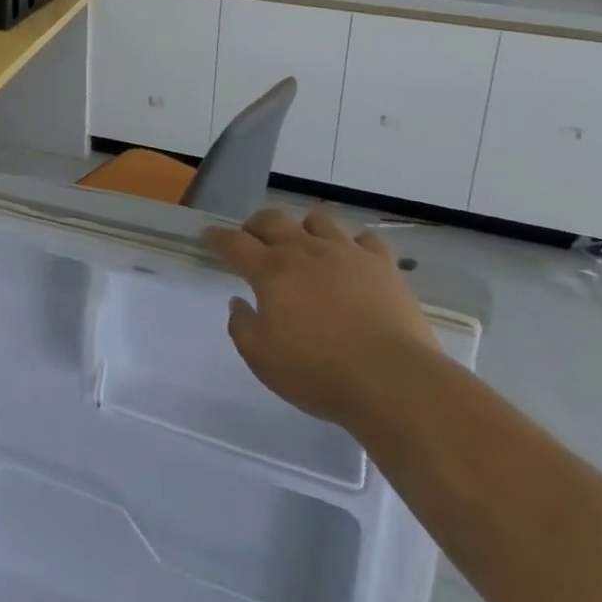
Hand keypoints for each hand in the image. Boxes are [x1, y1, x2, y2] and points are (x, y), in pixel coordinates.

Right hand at [204, 206, 438, 427]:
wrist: (393, 382)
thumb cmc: (319, 373)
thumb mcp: (262, 360)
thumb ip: (242, 327)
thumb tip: (239, 302)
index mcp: (271, 270)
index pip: (234, 242)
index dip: (218, 237)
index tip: (208, 236)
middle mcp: (304, 250)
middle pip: (272, 219)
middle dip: (256, 225)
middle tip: (252, 237)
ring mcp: (346, 253)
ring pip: (318, 219)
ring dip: (305, 228)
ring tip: (305, 245)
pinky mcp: (382, 265)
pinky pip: (365, 240)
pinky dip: (354, 246)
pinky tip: (353, 261)